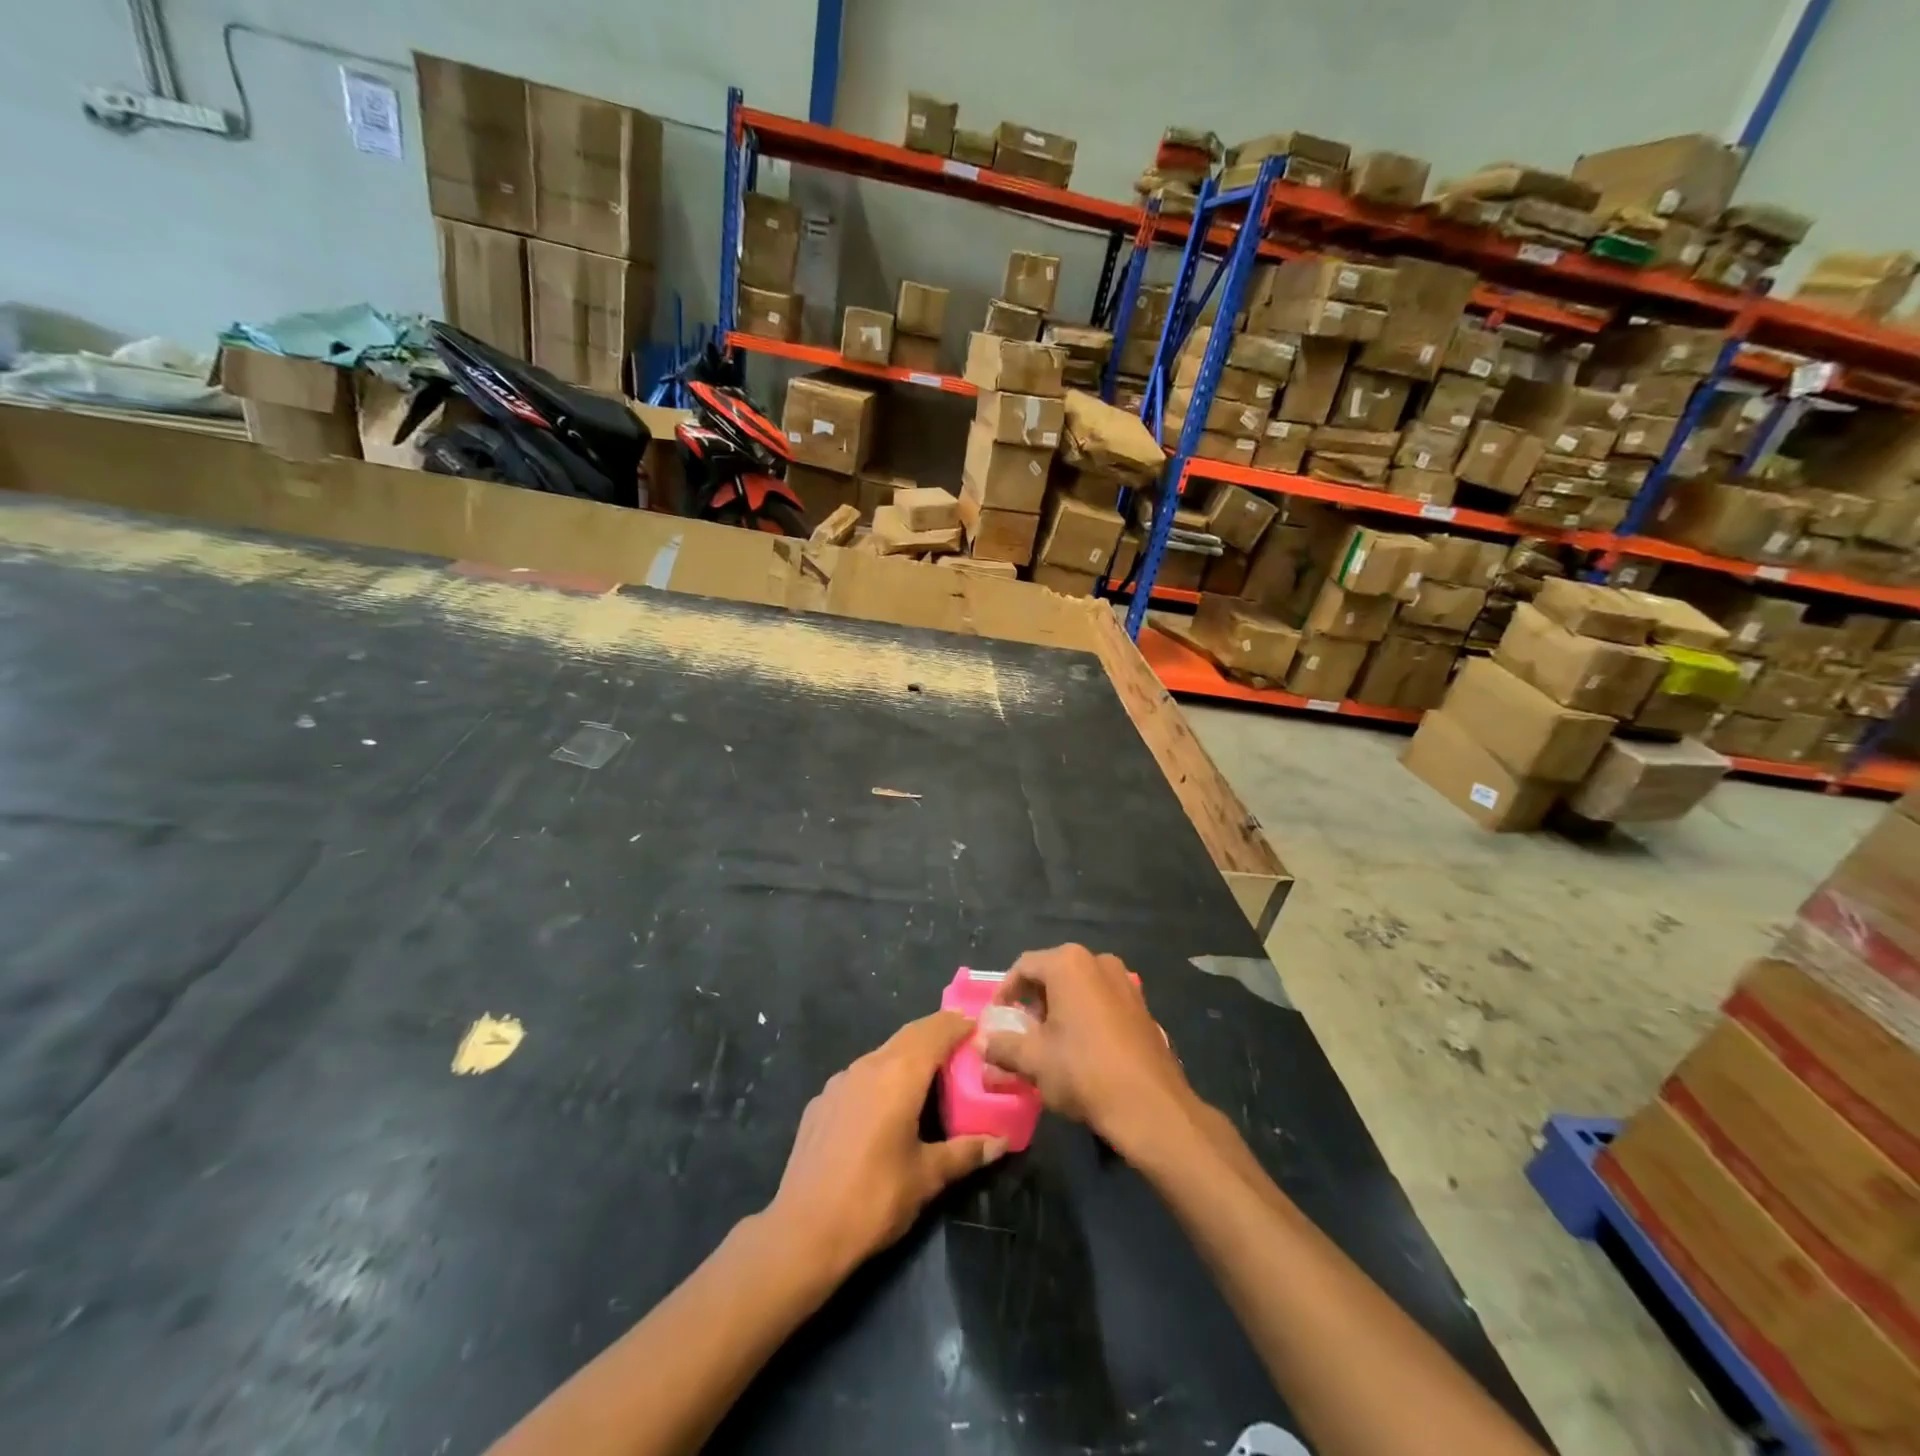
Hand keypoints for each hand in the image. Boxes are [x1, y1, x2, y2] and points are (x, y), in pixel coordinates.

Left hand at [767, 1012, 1004, 1279]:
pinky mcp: (820, 1102)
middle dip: (936, 1033)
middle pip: (909, 1035)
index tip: (980, 1024)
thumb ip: (965, 1152)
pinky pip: (860, 1077)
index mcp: (899, 1075)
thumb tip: (1001, 1142)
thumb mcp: (927, 1177)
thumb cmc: (874, 1199)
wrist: (802, 1232)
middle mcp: (868, 1065)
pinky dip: (882, 1077)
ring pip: (882, 1053)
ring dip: (908, 1055)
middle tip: (963, 1043)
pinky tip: (886, 1107)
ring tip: (930, 1075)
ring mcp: (839, 1081)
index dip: (959, 1024)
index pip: (935, 1031)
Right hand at [981, 945, 1195, 1160]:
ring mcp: (1125, 982)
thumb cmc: (1083, 1072)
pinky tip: (1081, 1048)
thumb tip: (982, 1043)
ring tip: (1048, 1042)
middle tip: (1021, 1031)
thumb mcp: (1033, 1060)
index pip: (1024, 966)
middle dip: (1033, 1001)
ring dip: (1059, 1008)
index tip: (997, 1019)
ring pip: (1079, 987)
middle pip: (1053, 973)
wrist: (1150, 1106)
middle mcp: (1098, 961)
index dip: (1005, 992)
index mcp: (1069, 963)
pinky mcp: (1142, 1006)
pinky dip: (1084, 1016)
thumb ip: (1003, 1046)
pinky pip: (1102, 1001)